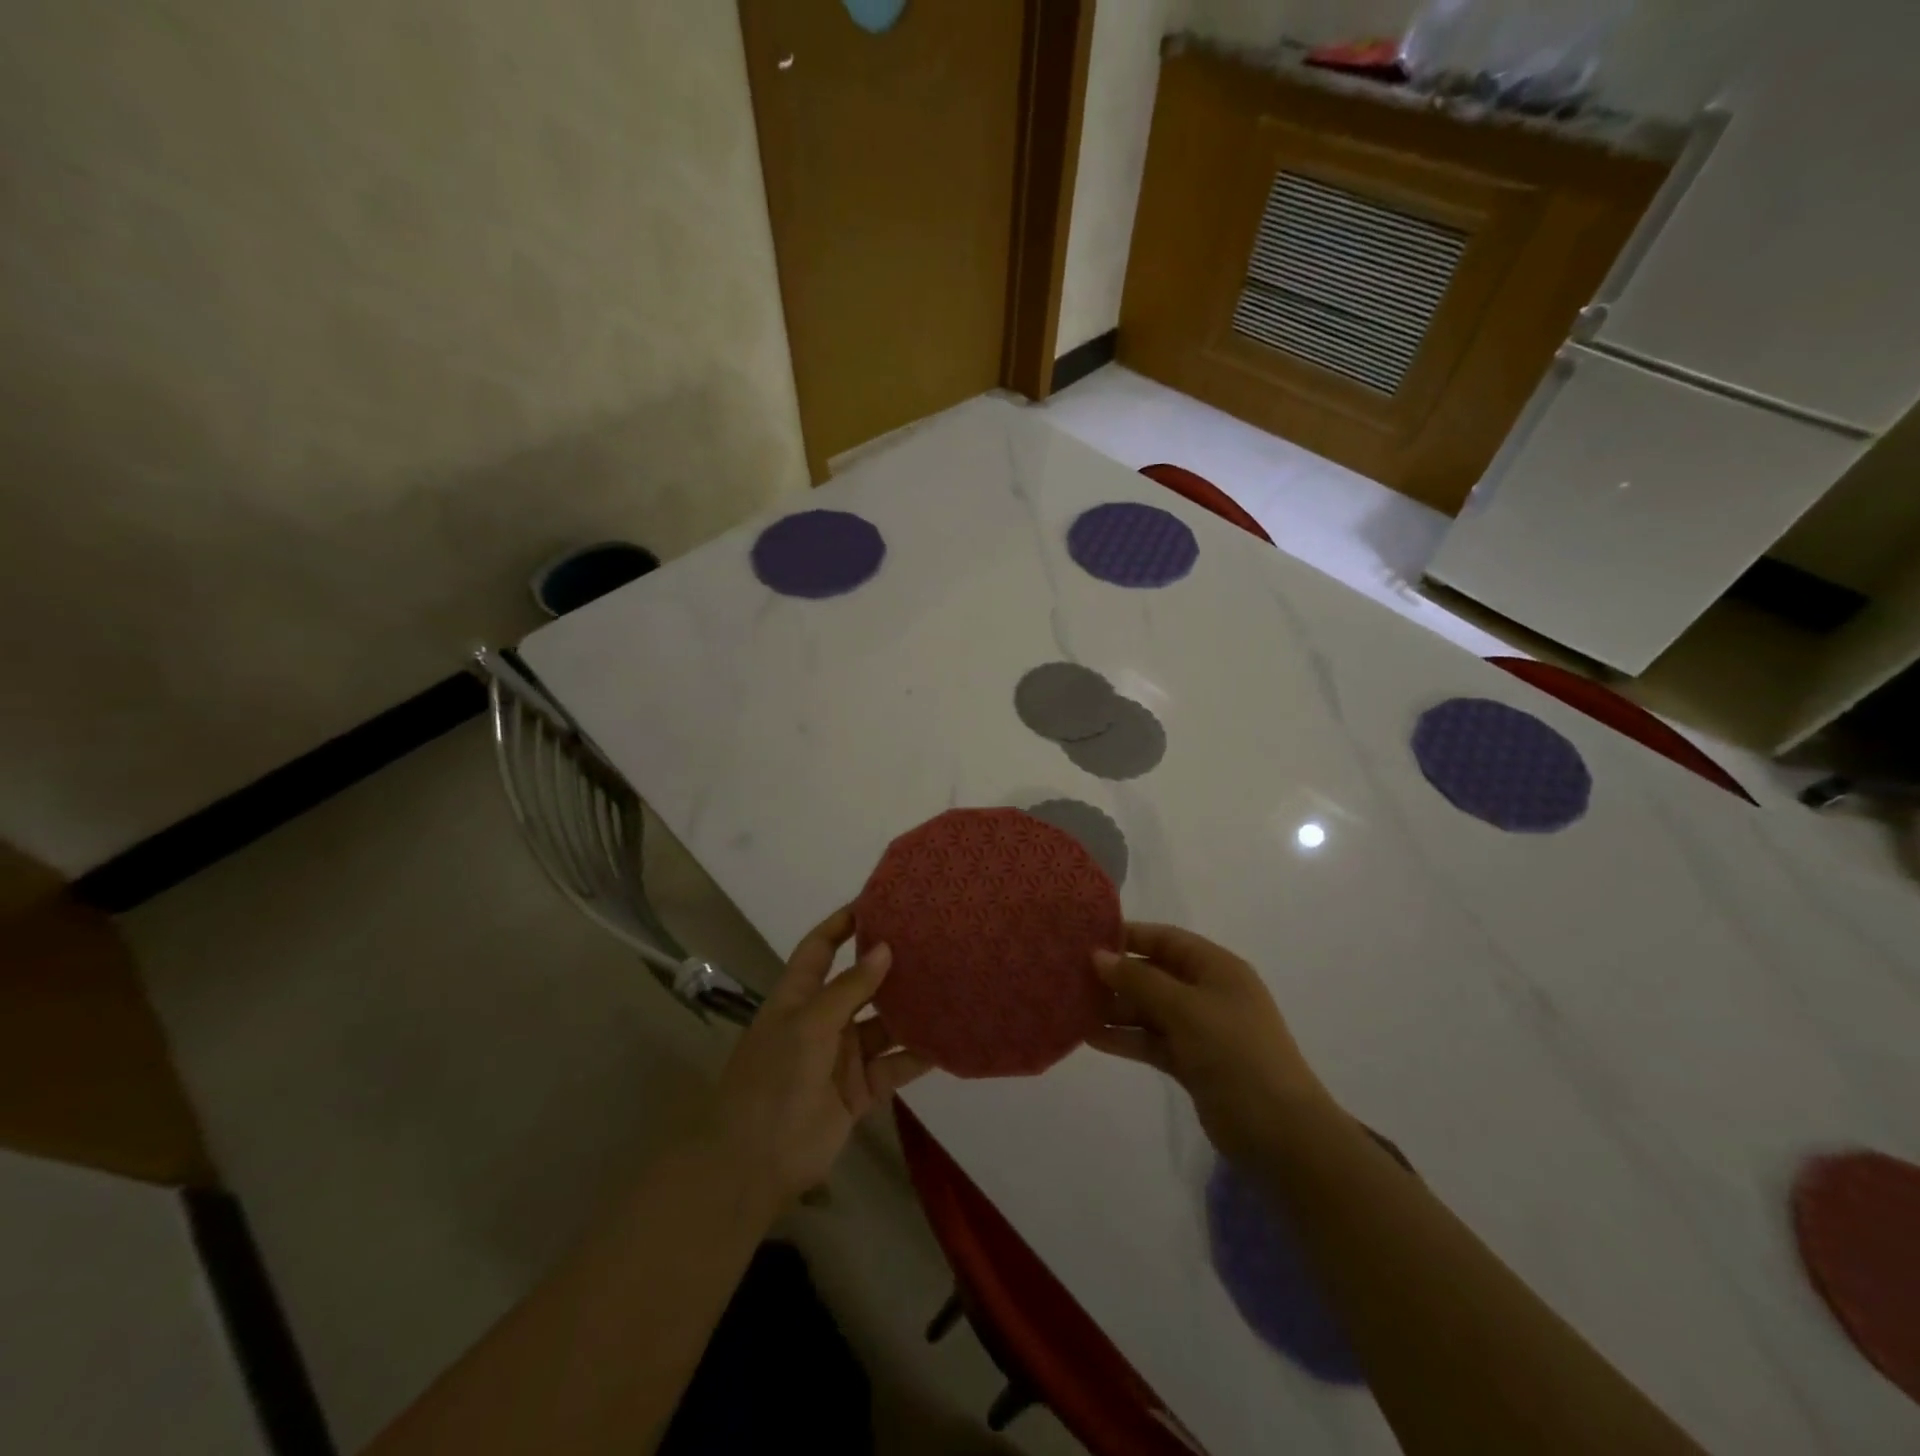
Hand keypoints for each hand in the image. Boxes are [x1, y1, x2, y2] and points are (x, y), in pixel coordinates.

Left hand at [702, 906, 929, 1215]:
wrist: (754, 1164)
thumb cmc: (774, 1080)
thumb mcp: (809, 1025)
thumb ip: (849, 988)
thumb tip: (885, 948)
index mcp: (799, 997)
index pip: (820, 949)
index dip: (842, 925)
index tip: (877, 903)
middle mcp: (822, 1020)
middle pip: (860, 985)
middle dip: (890, 967)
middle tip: (931, 943)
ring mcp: (842, 1057)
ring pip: (883, 1026)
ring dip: (911, 1012)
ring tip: (950, 986)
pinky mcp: (859, 1090)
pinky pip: (894, 1067)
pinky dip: (917, 1056)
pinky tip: (948, 1041)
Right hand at [1089, 923, 1335, 1165]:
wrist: (1279, 1132)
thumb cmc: (1235, 1052)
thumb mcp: (1185, 1008)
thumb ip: (1139, 980)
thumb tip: (1097, 956)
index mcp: (1216, 968)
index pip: (1166, 939)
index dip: (1128, 936)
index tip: (1086, 939)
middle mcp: (1207, 992)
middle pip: (1154, 974)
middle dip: (1116, 975)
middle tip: (1071, 976)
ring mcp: (1200, 1029)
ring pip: (1149, 1010)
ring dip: (1115, 1009)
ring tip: (1072, 1008)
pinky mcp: (1192, 1063)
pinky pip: (1152, 1041)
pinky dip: (1126, 1038)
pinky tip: (1091, 1038)